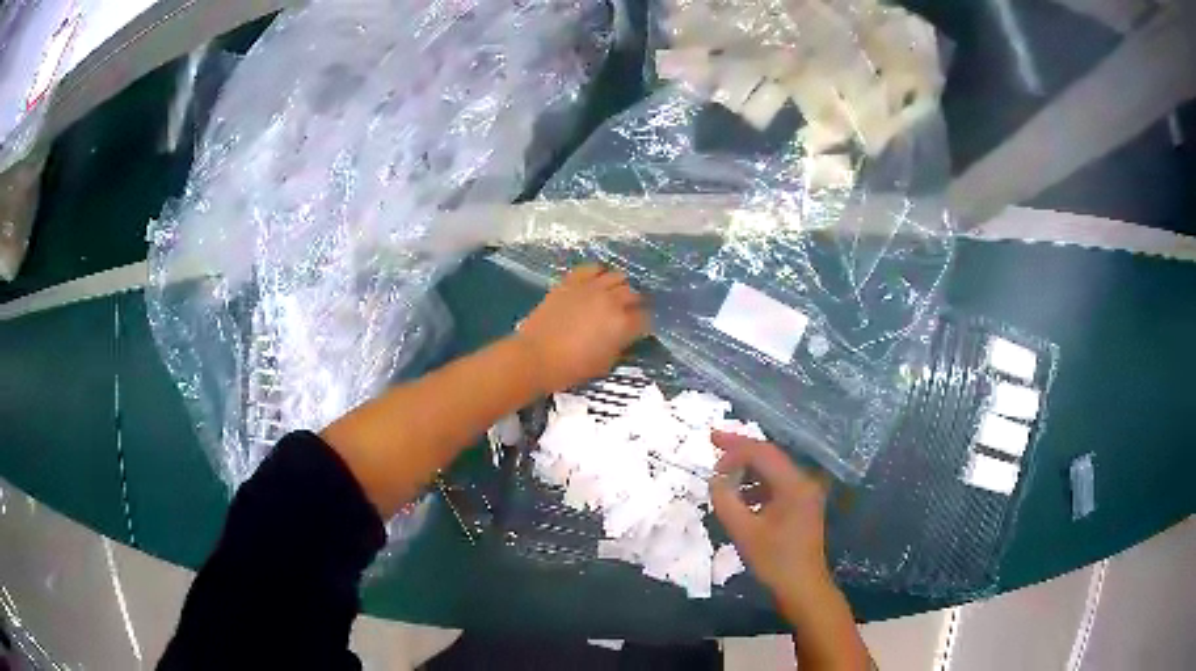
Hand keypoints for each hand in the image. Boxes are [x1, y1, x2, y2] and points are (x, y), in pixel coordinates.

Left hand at [516, 265, 647, 392]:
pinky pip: (592, 268)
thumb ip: (620, 346)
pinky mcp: (572, 281)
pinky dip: (599, 273)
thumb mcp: (605, 364)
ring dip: (619, 286)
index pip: (645, 318)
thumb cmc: (572, 368)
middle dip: (635, 304)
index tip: (640, 329)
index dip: (645, 324)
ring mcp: (591, 288)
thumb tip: (625, 337)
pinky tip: (596, 282)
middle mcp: (612, 301)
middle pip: (634, 294)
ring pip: (617, 276)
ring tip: (614, 295)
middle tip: (629, 313)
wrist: (536, 356)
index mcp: (623, 325)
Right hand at [709, 432, 831, 605]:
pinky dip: (757, 485)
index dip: (735, 448)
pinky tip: (741, 498)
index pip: (762, 453)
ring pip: (773, 470)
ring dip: (748, 469)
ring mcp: (805, 493)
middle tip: (714, 441)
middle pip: (770, 456)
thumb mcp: (744, 532)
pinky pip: (777, 485)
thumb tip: (715, 479)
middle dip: (741, 450)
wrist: (803, 587)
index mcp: (794, 485)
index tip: (710, 451)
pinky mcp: (802, 505)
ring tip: (723, 476)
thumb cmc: (774, 561)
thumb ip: (726, 501)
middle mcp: (803, 482)